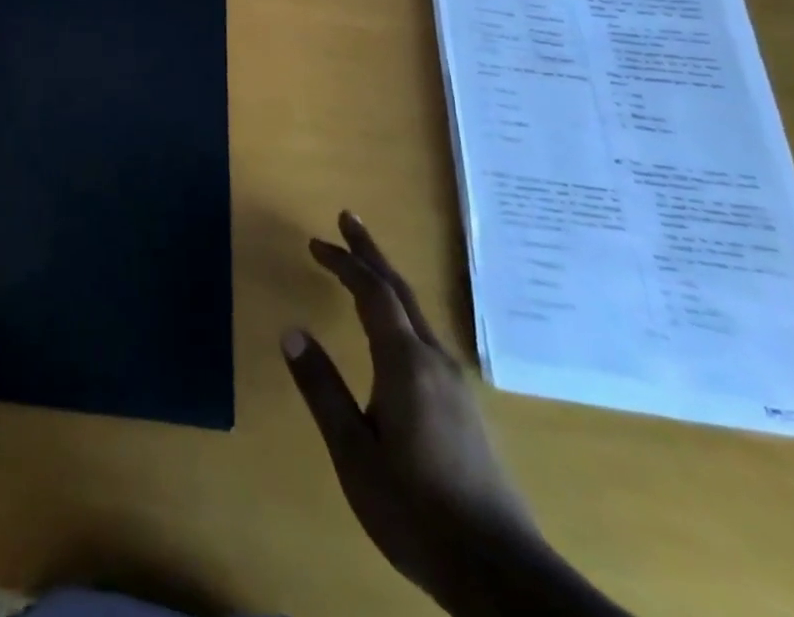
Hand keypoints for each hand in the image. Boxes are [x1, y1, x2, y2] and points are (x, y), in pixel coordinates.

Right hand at [281, 213, 542, 611]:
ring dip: (385, 281)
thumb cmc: (416, 510)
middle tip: (348, 219)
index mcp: (405, 363)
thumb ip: (322, 389)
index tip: (315, 242)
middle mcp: (435, 361)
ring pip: (416, 313)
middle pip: (400, 290)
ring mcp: (456, 385)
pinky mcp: (465, 408)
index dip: (344, 261)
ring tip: (363, 267)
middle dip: (371, 252)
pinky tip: (394, 331)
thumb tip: (291, 331)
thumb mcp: (354, 452)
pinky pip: (425, 336)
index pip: (373, 292)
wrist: (502, 575)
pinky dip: (399, 311)